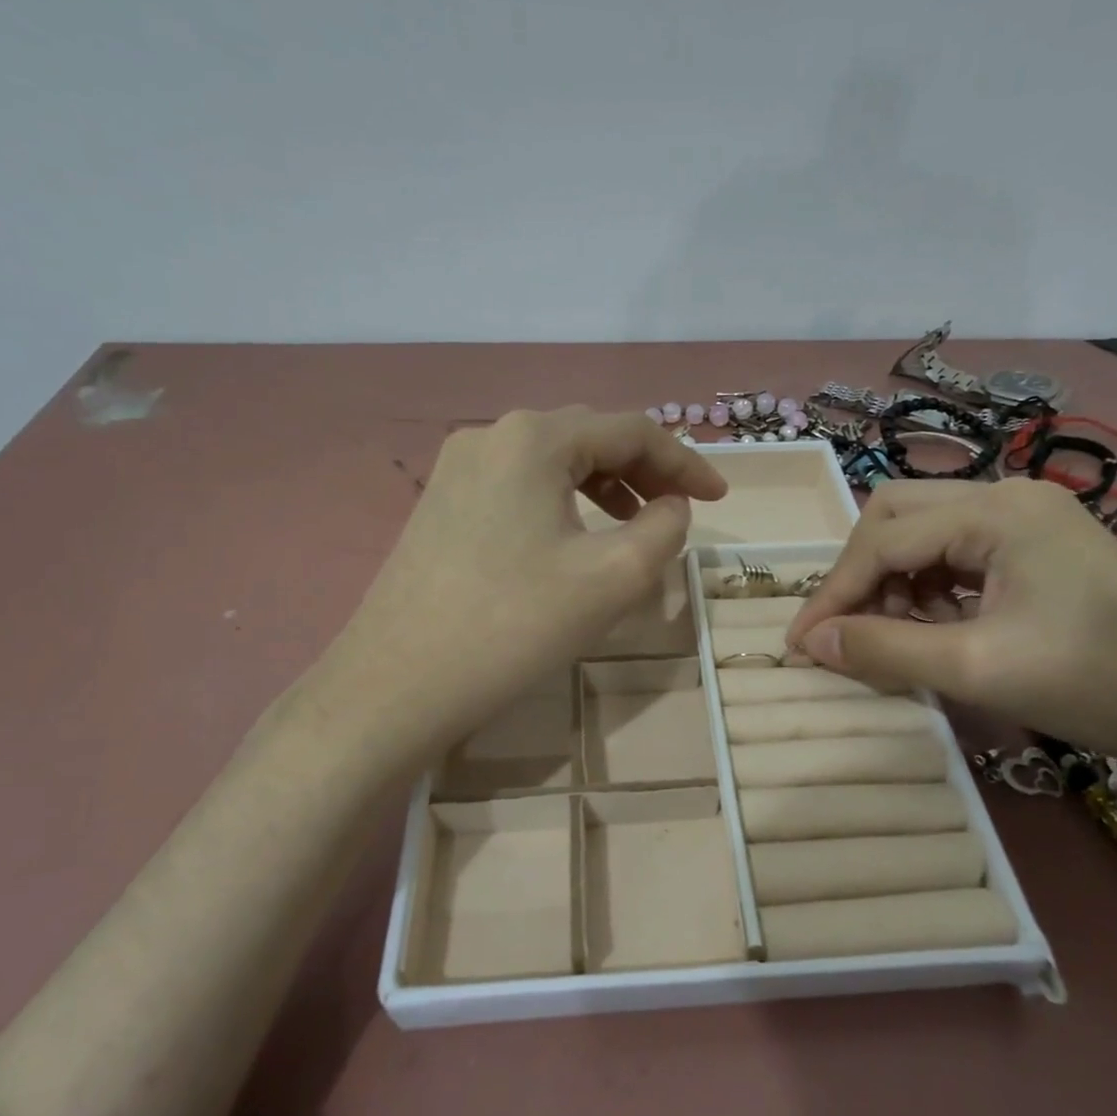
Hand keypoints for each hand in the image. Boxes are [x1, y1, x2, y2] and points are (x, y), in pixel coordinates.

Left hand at [319, 408, 725, 762]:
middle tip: (680, 511)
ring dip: (604, 484)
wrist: (396, 684)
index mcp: (533, 438)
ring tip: (636, 524)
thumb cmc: (513, 626)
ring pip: (552, 461)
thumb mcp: (613, 578)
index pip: (630, 431)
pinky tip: (574, 538)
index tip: (721, 500)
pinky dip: (562, 501)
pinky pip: (518, 486)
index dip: (684, 464)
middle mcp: (490, 435)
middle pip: (588, 438)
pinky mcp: (440, 503)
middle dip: (644, 470)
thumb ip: (664, 529)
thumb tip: (671, 507)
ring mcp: (456, 468)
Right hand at [786, 479, 1116, 787]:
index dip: (833, 593)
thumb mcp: (981, 670)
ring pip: (926, 534)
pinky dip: (930, 589)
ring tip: (892, 638)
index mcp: (996, 511)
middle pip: (896, 516)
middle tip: (845, 631)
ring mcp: (1029, 519)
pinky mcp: (1042, 548)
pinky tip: (935, 628)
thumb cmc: (1104, 684)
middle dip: (860, 574)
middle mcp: (1008, 497)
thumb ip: (885, 652)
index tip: (800, 645)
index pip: (883, 539)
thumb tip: (811, 644)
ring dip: (894, 583)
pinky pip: (960, 555)